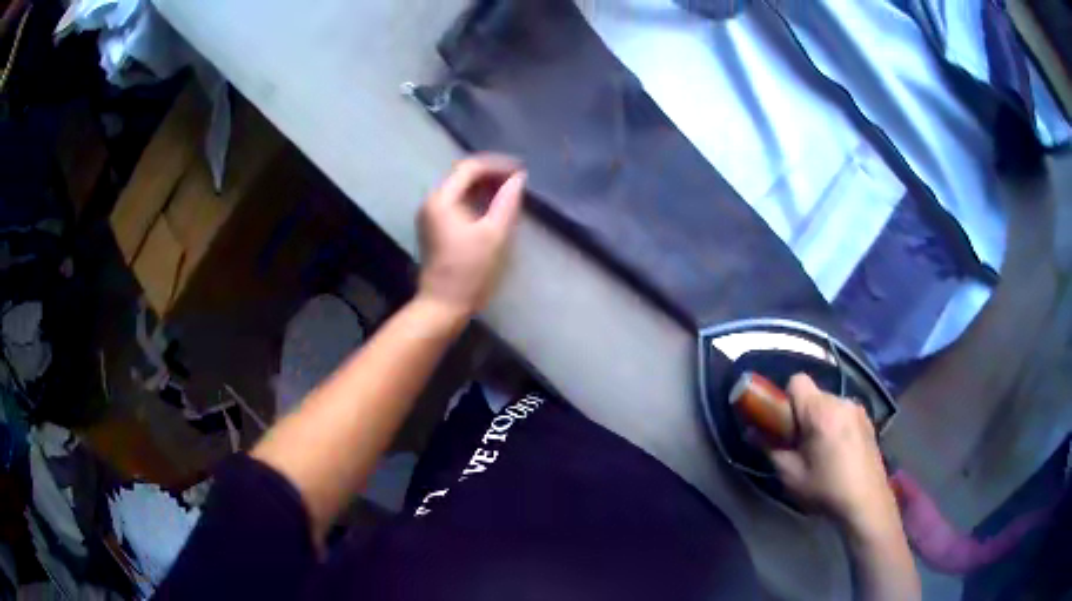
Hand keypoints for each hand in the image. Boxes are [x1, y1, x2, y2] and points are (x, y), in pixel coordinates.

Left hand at [417, 154, 525, 317]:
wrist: (443, 305)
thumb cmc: (470, 271)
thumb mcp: (495, 234)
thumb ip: (507, 202)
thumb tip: (519, 178)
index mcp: (442, 199)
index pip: (470, 167)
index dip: (497, 165)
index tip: (521, 171)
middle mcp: (431, 201)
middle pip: (462, 175)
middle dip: (491, 173)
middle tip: (518, 180)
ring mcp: (430, 215)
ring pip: (459, 188)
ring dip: (484, 186)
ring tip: (510, 191)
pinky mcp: (434, 227)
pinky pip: (456, 202)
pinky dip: (476, 199)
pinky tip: (493, 206)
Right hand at [767, 375, 900, 537]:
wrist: (866, 502)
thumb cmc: (826, 489)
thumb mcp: (791, 475)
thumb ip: (771, 450)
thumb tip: (753, 433)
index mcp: (821, 411)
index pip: (797, 381)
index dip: (785, 399)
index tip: (784, 425)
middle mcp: (841, 401)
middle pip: (814, 395)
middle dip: (803, 414)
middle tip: (800, 444)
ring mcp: (858, 410)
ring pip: (830, 405)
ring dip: (821, 420)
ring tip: (822, 451)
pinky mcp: (868, 421)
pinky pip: (844, 414)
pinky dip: (836, 426)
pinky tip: (839, 453)